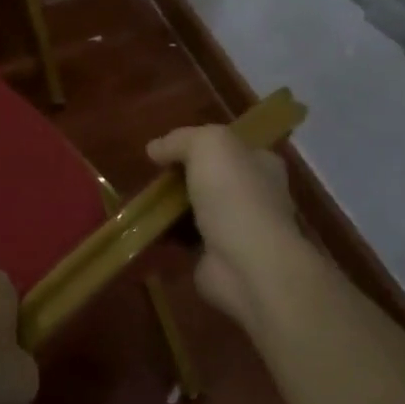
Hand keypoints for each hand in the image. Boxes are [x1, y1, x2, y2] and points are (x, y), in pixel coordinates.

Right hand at [147, 125, 315, 330]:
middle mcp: (256, 196)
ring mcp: (238, 230)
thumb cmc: (234, 194)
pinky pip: (187, 240)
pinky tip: (145, 228)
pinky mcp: (218, 258)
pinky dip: (168, 236)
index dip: (200, 145)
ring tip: (142, 202)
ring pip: (198, 210)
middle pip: (211, 179)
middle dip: (183, 178)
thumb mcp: (207, 145)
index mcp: (262, 165)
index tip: (168, 150)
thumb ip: (180, 139)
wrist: (247, 264)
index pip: (231, 148)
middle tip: (152, 177)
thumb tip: (155, 148)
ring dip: (172, 209)